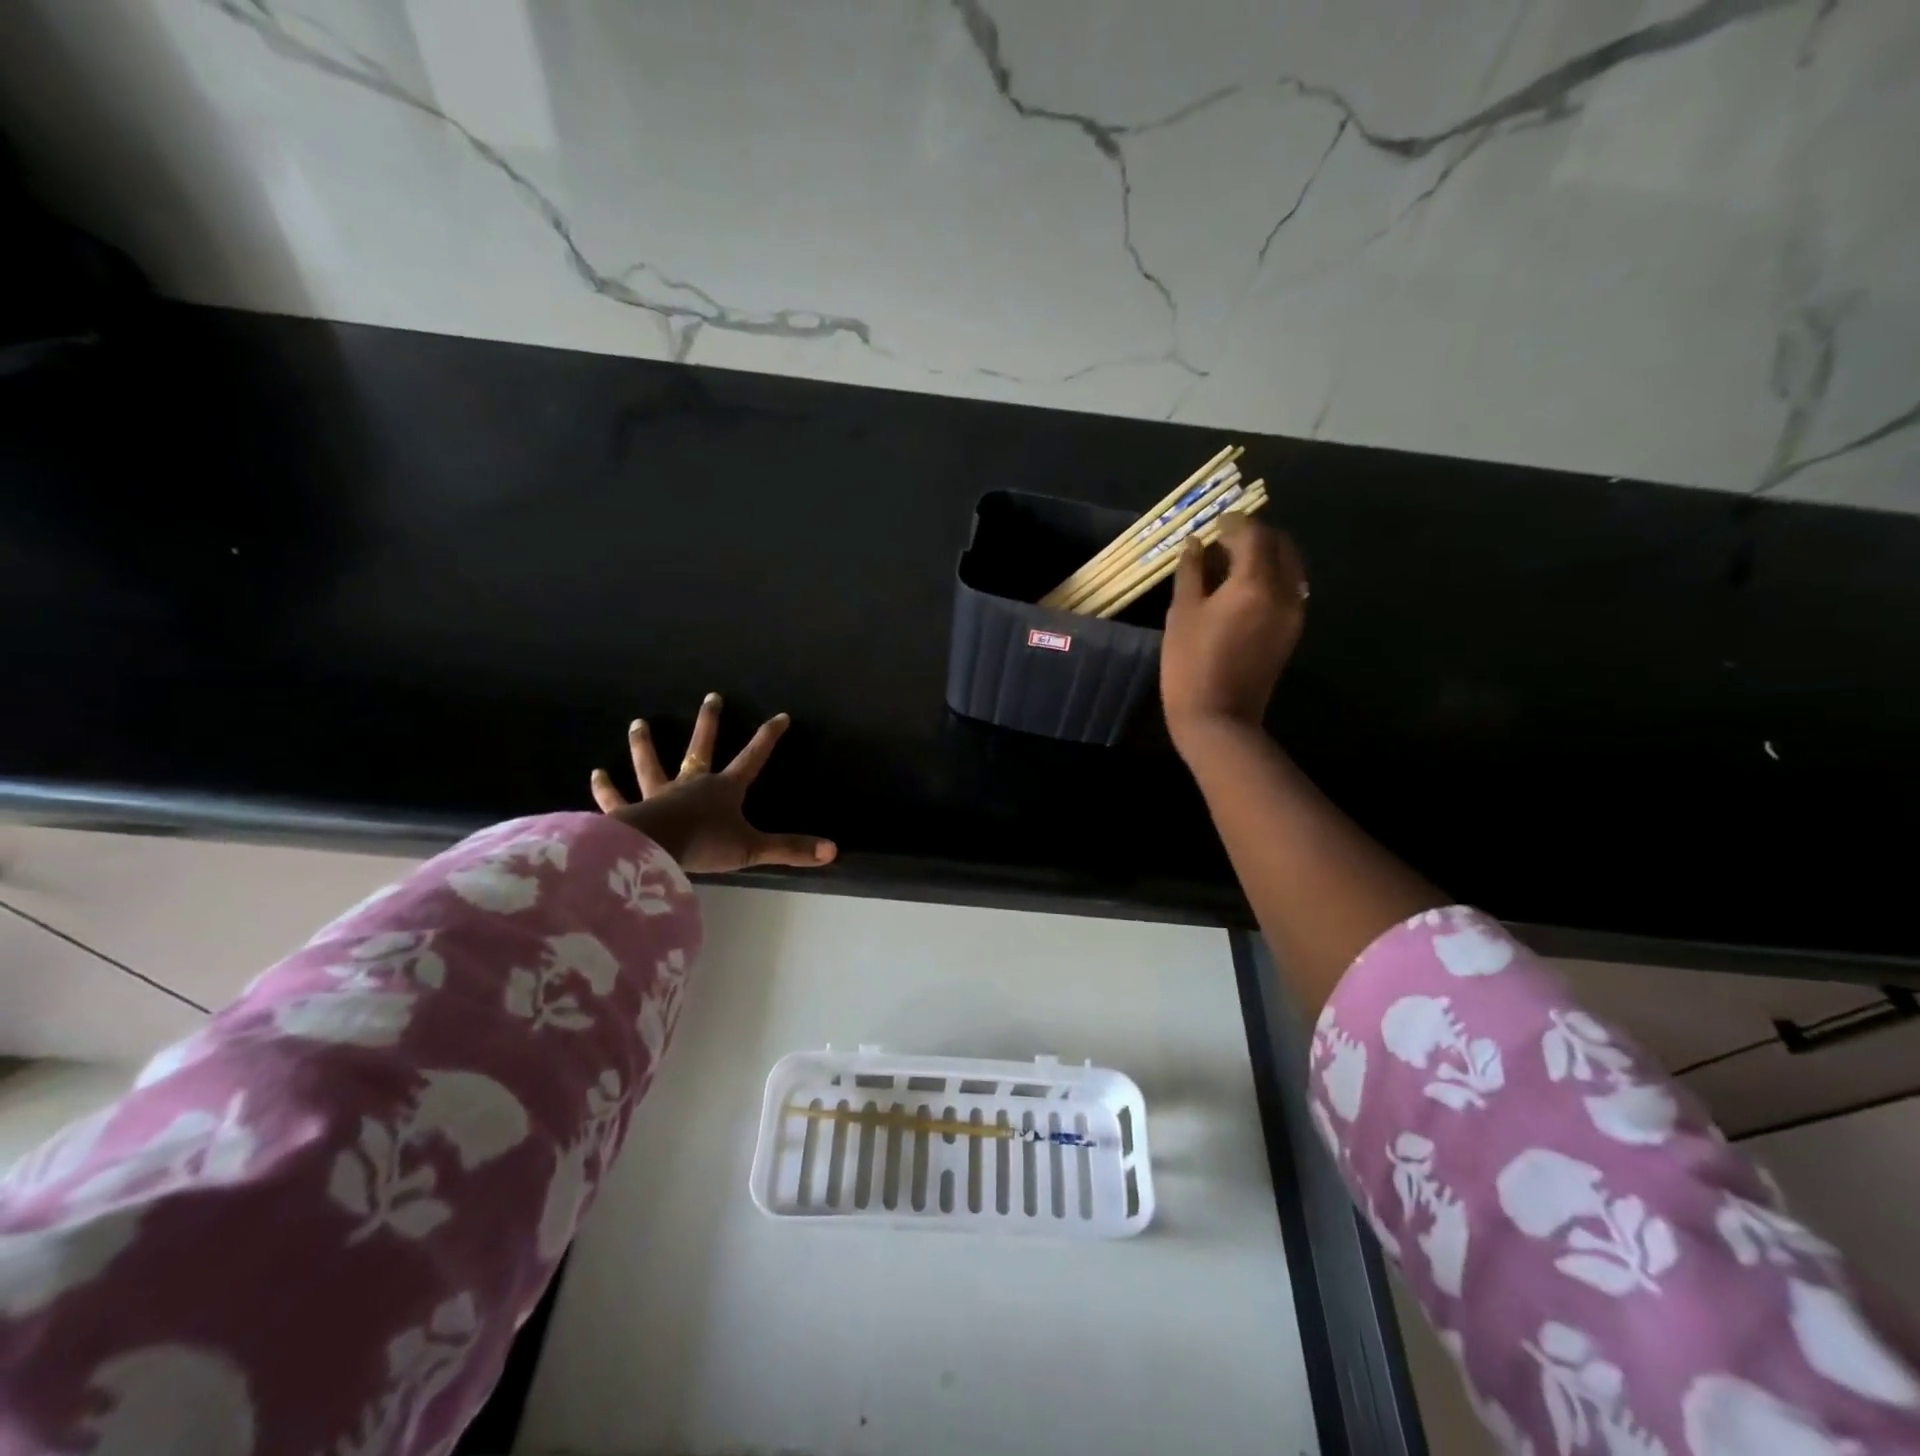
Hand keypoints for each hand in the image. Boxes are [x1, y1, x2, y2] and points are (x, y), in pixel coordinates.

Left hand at [589, 693, 836, 873]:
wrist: (654, 849)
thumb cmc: (704, 845)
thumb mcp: (753, 849)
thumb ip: (790, 849)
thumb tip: (833, 851)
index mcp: (723, 789)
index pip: (752, 758)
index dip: (767, 737)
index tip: (780, 716)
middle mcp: (691, 784)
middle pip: (701, 747)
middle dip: (709, 722)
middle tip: (711, 697)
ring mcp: (657, 795)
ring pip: (651, 764)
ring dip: (645, 745)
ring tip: (638, 723)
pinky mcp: (628, 811)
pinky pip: (616, 798)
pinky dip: (605, 788)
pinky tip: (595, 774)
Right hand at [1160, 515, 1307, 750]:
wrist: (1218, 718)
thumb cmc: (1190, 665)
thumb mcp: (1182, 614)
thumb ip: (1190, 572)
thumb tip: (1195, 543)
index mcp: (1254, 583)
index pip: (1253, 534)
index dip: (1233, 523)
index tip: (1213, 523)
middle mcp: (1284, 591)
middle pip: (1279, 544)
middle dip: (1254, 535)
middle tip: (1224, 540)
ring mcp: (1293, 612)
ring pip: (1289, 565)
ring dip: (1266, 555)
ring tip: (1233, 563)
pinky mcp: (1292, 630)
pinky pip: (1289, 588)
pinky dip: (1271, 576)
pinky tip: (1244, 588)